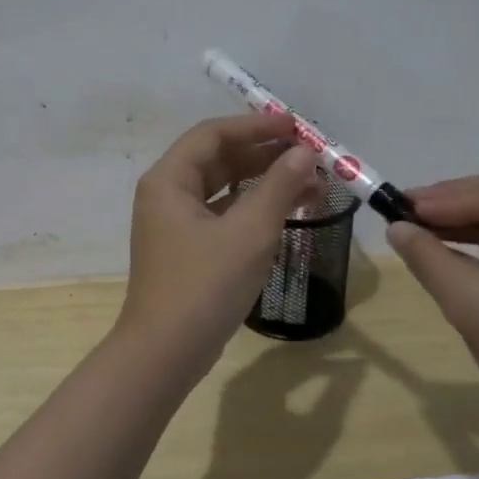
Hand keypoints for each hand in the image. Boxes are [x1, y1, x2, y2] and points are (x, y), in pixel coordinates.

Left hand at [116, 112, 322, 374]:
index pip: (213, 135)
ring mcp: (175, 224)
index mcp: (169, 180)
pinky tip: (288, 212)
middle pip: (218, 159)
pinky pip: (223, 215)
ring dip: (264, 183)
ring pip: (224, 189)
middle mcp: (166, 195)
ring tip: (311, 183)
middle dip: (265, 155)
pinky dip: (253, 210)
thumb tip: (304, 153)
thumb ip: (279, 187)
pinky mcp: (187, 250)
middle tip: (309, 155)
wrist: (166, 352)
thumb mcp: (249, 232)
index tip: (295, 127)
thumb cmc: (205, 285)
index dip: (255, 126)